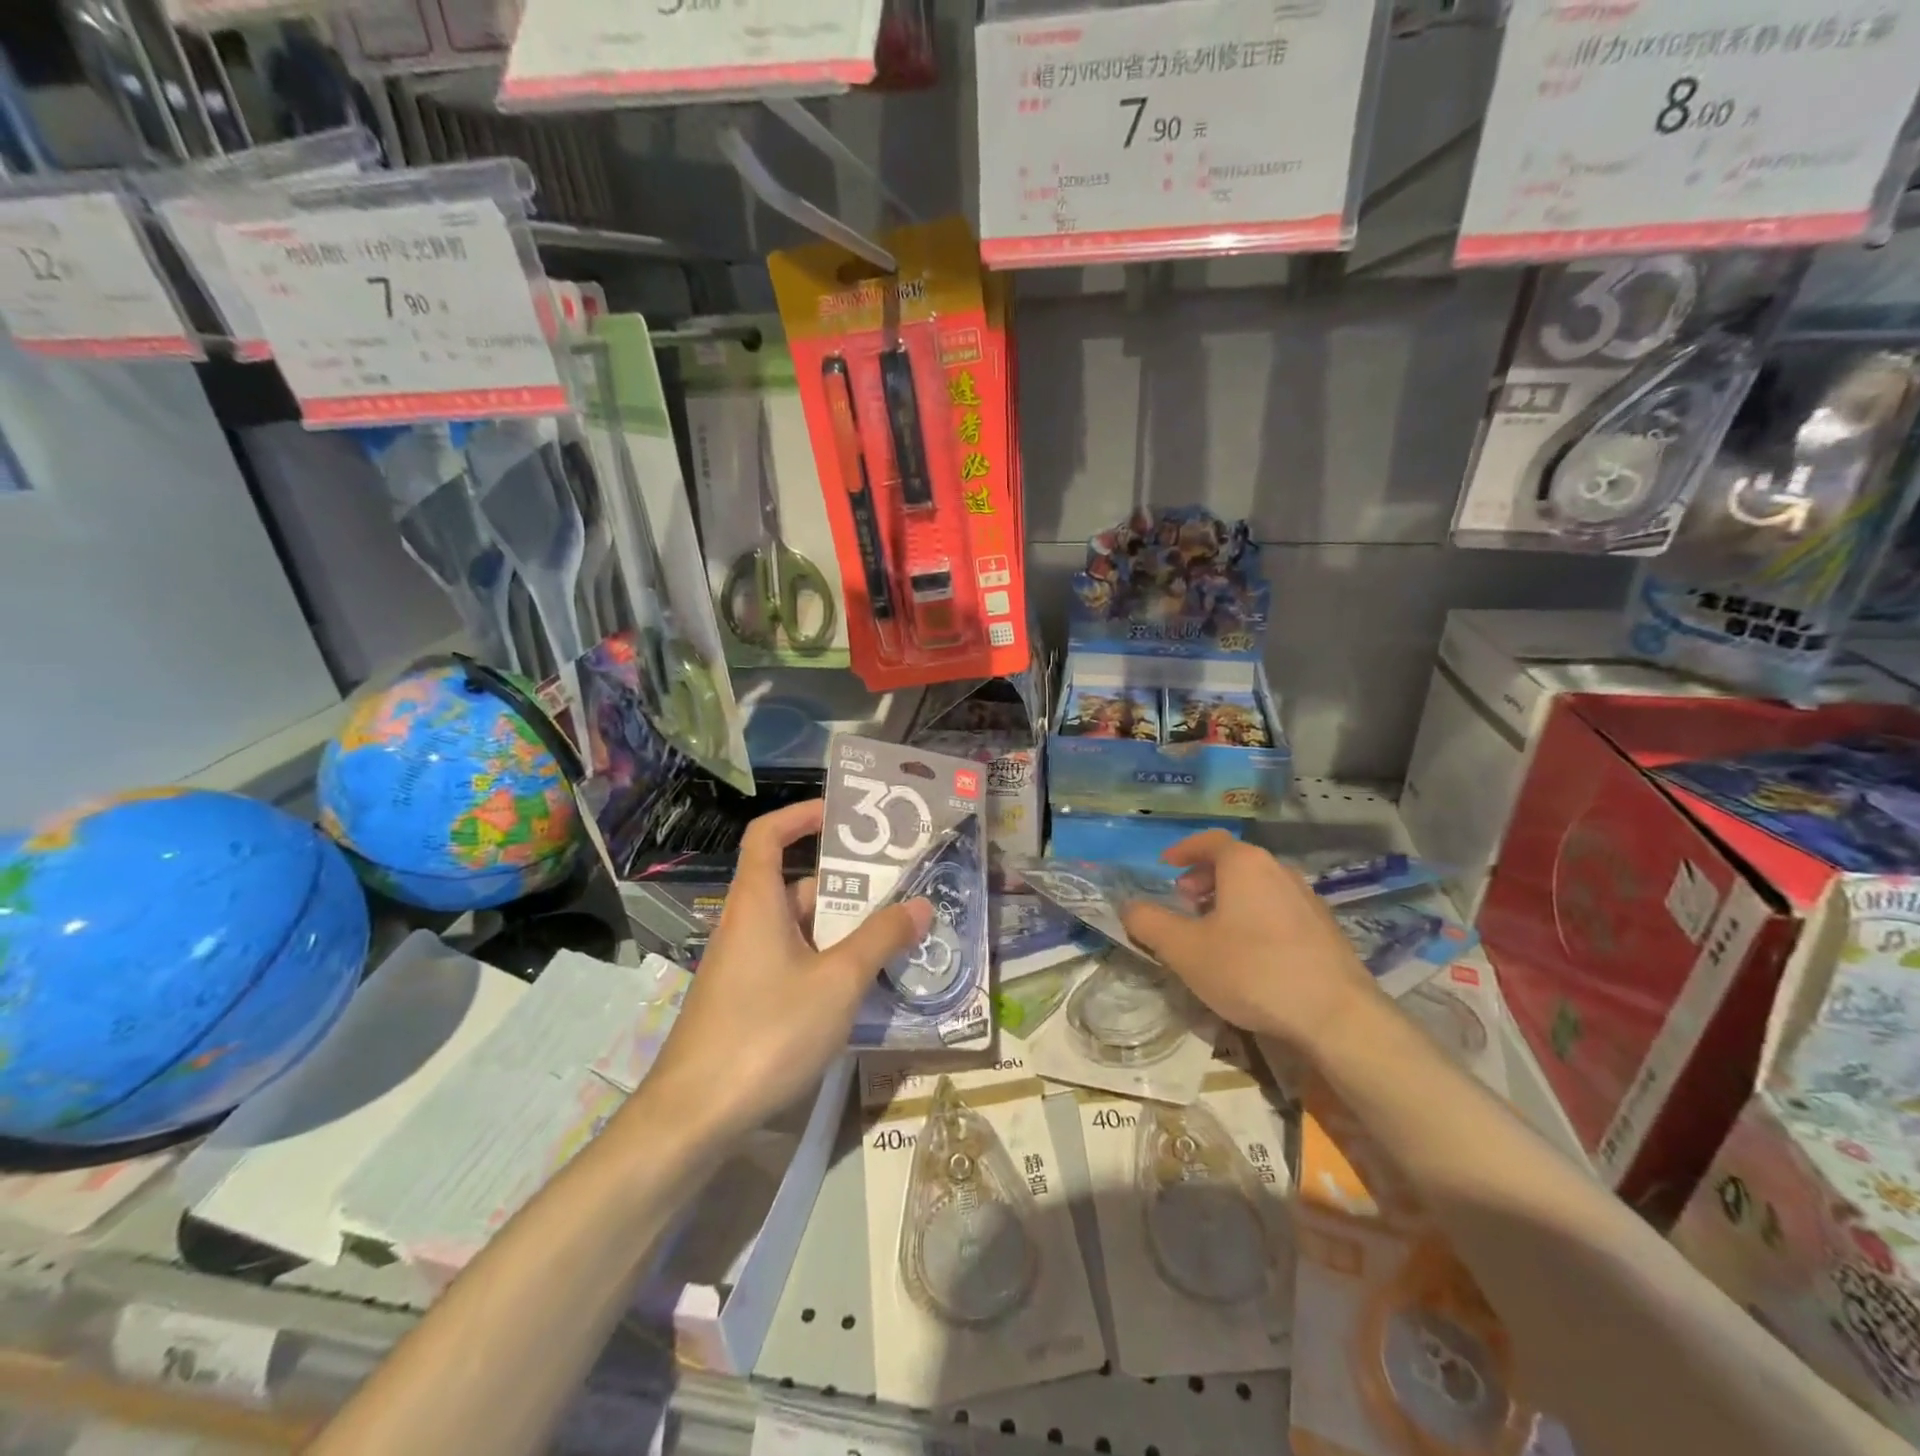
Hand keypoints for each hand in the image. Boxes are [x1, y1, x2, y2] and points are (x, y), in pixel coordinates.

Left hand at [643, 800, 931, 1142]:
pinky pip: (792, 962)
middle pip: (796, 884)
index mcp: (757, 903)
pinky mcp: (746, 1001)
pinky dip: (826, 961)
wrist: (693, 1117)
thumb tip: (920, 905)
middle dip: (848, 884)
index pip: (768, 835)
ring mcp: (744, 965)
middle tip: (900, 887)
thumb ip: (881, 939)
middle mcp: (746, 924)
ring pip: (799, 929)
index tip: (843, 816)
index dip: (801, 815)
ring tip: (896, 937)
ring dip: (843, 929)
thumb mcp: (837, 982)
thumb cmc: (767, 1032)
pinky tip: (862, 986)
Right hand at [1119, 830, 1377, 1052]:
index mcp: (1245, 864)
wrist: (1336, 1016)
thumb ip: (1149, 923)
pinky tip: (1249, 954)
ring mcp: (1307, 899)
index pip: (1209, 840)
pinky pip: (1279, 909)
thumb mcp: (1184, 949)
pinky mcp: (1325, 930)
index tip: (1165, 867)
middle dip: (1204, 877)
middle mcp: (1279, 871)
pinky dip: (1255, 917)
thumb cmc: (1251, 971)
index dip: (1183, 850)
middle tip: (1183, 901)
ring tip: (1212, 930)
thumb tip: (1128, 907)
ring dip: (1229, 899)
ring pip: (1258, 887)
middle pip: (1234, 862)